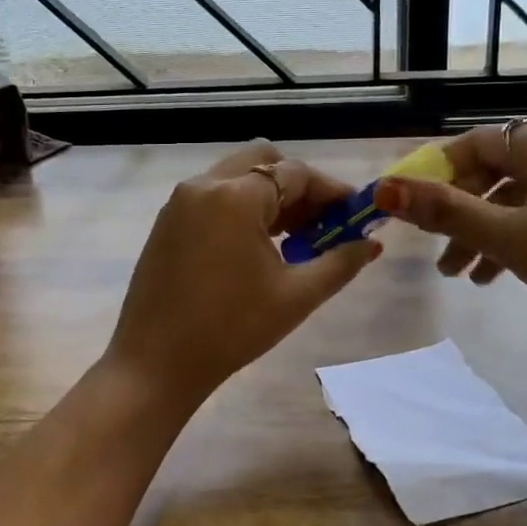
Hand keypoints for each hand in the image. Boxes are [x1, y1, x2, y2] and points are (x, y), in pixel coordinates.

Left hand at [104, 142, 381, 410]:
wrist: (155, 363)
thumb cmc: (231, 329)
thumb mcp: (295, 297)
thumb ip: (339, 263)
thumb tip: (371, 244)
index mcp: (235, 196)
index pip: (296, 173)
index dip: (331, 191)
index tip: (355, 215)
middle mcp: (204, 185)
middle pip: (263, 162)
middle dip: (298, 186)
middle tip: (321, 223)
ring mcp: (179, 201)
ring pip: (236, 177)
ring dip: (269, 196)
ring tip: (295, 239)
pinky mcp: (167, 221)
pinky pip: (213, 196)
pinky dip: (241, 207)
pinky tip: (256, 246)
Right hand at [372, 121, 526, 379]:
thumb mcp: (510, 239)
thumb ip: (444, 211)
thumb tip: (383, 188)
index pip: (472, 144)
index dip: (435, 176)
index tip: (411, 213)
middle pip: (496, 169)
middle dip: (462, 214)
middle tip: (439, 257)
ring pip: (523, 193)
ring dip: (489, 230)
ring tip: (466, 276)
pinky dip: (523, 232)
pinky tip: (504, 271)